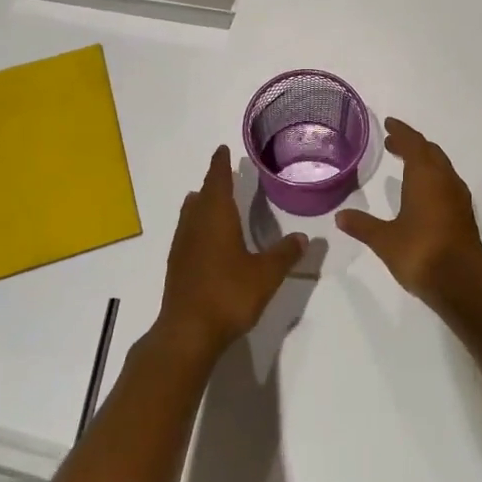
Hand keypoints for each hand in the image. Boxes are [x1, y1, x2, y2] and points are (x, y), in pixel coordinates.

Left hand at [157, 146, 305, 361]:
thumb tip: (304, 237)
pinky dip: (197, 224)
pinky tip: (204, 237)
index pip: (218, 181)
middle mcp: (196, 224)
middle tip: (224, 172)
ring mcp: (182, 245)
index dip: (220, 164)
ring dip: (201, 203)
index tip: (222, 149)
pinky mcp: (177, 265)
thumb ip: (285, 254)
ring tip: (210, 198)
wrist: (187, 332)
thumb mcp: (266, 274)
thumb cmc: (228, 294)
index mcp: (217, 217)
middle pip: (203, 195)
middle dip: (213, 182)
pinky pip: (187, 232)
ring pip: (191, 213)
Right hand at [337, 119, 481, 314]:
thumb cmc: (420, 253)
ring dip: (424, 161)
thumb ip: (363, 225)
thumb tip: (340, 217)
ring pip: (442, 168)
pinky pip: (447, 184)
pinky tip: (422, 193)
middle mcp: (445, 181)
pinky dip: (433, 178)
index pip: (414, 143)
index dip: (401, 131)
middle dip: (412, 144)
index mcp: (426, 177)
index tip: (389, 123)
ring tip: (406, 163)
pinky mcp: (464, 216)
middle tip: (392, 143)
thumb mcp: (384, 239)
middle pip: (430, 152)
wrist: (462, 284)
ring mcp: (459, 198)